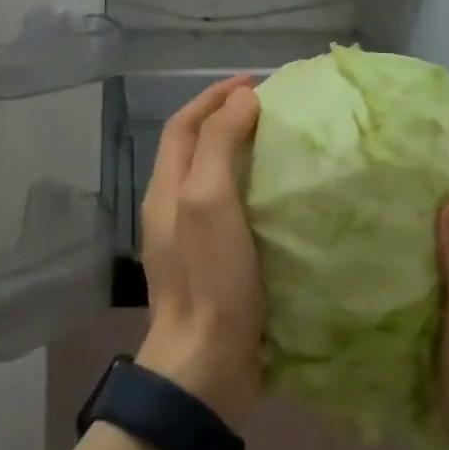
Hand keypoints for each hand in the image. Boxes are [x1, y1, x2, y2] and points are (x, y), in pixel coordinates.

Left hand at [135, 74, 264, 430]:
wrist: (206, 367)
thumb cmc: (209, 278)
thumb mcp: (209, 201)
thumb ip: (219, 144)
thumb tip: (243, 98)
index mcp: (166, 188)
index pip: (185, 124)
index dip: (214, 96)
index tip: (255, 82)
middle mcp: (173, 207)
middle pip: (196, 146)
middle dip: (228, 118)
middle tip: (273, 108)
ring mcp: (192, 238)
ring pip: (213, 176)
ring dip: (241, 150)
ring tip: (281, 141)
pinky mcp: (215, 263)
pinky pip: (231, 208)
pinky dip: (253, 187)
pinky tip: (282, 195)